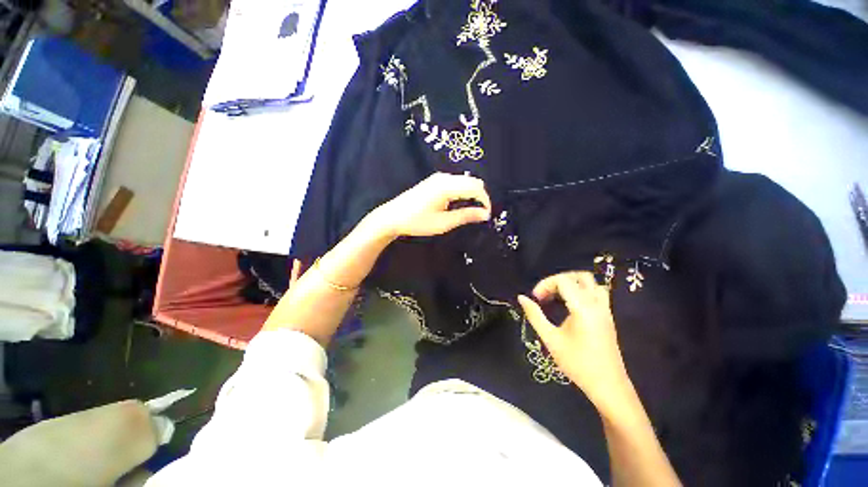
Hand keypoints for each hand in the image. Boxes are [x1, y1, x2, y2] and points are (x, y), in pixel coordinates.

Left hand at [369, 173, 491, 238]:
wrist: (393, 216)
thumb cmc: (417, 222)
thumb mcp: (443, 223)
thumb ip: (466, 216)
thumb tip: (485, 214)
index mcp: (447, 186)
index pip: (476, 188)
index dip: (485, 201)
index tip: (487, 215)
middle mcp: (444, 177)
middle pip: (473, 181)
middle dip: (480, 197)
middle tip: (480, 214)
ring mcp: (438, 178)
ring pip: (465, 181)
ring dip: (472, 194)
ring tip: (470, 211)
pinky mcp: (435, 181)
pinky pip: (456, 182)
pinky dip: (463, 192)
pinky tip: (458, 204)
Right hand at [517, 272, 634, 418]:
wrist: (608, 386)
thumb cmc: (577, 363)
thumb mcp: (551, 339)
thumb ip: (535, 315)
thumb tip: (521, 297)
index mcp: (583, 308)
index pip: (563, 280)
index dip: (546, 284)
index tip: (536, 299)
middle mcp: (597, 304)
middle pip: (578, 276)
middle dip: (558, 280)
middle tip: (546, 295)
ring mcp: (605, 310)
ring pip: (591, 282)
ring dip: (572, 283)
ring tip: (557, 297)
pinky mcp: (608, 316)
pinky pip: (597, 292)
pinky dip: (582, 290)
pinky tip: (571, 305)